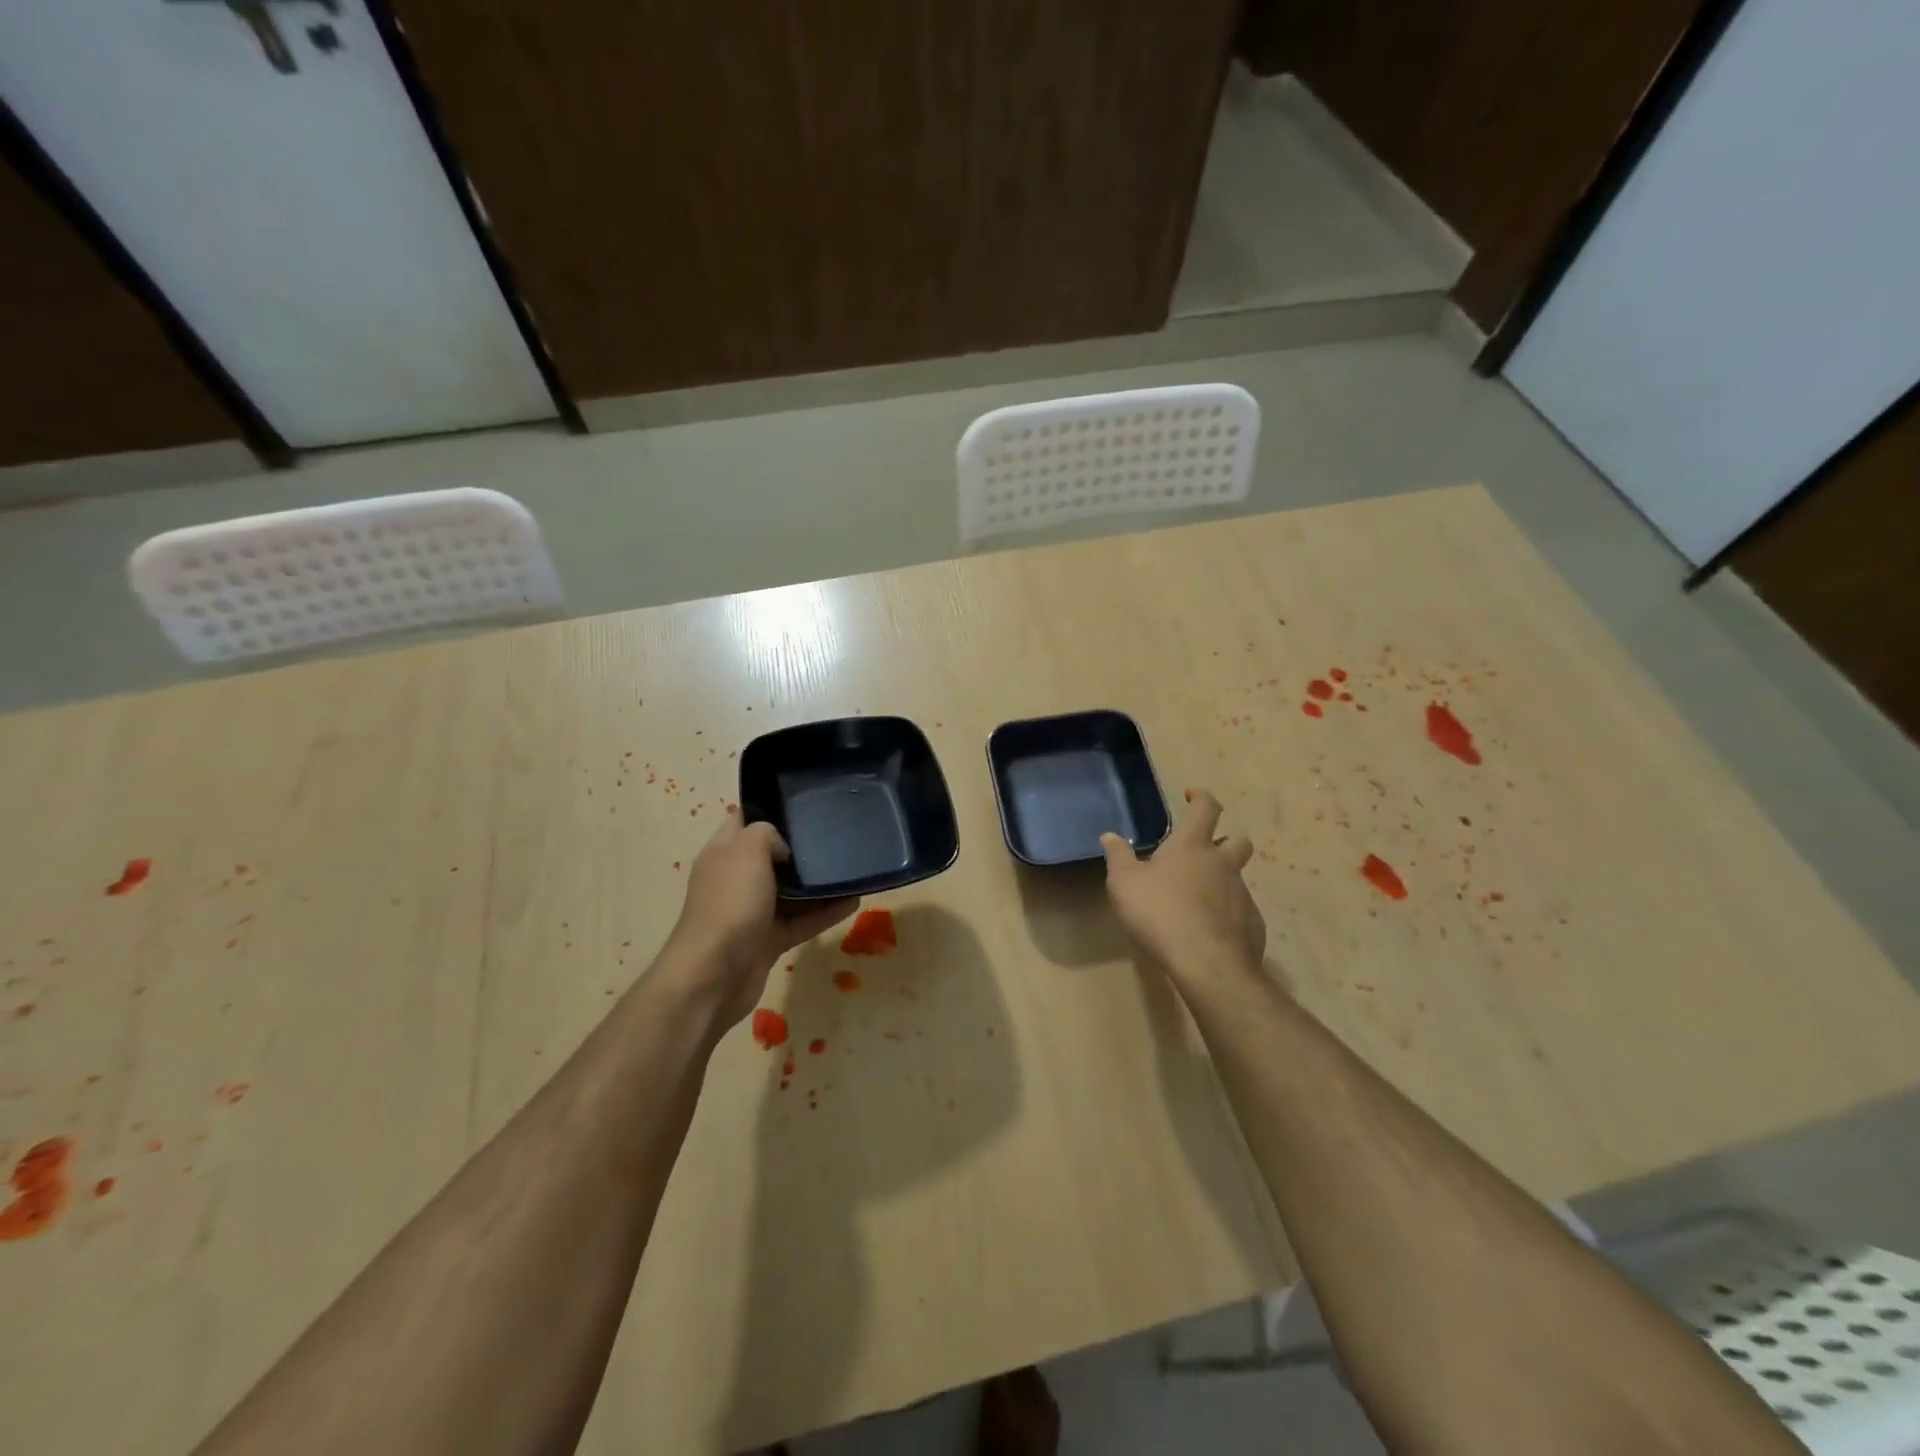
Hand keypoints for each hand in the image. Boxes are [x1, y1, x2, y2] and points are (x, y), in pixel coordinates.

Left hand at [663, 813, 858, 1028]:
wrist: (714, 975)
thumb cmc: (730, 903)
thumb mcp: (747, 850)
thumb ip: (767, 833)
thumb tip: (783, 849)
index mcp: (724, 853)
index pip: (745, 820)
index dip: (770, 809)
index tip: (804, 804)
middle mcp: (736, 879)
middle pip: (772, 856)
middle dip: (800, 848)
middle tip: (835, 835)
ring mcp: (752, 912)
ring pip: (791, 891)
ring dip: (818, 884)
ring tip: (852, 869)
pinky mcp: (769, 940)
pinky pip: (802, 921)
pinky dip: (826, 913)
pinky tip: (854, 902)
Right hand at [1101, 789, 1265, 985]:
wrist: (1207, 963)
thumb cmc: (1160, 913)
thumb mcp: (1124, 884)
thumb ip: (1118, 857)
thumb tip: (1109, 836)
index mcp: (1192, 846)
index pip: (1205, 808)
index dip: (1201, 797)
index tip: (1192, 796)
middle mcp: (1222, 864)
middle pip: (1238, 840)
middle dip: (1226, 839)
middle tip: (1205, 851)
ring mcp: (1242, 894)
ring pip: (1238, 877)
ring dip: (1222, 880)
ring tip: (1197, 899)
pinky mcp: (1252, 924)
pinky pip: (1241, 911)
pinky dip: (1227, 914)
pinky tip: (1208, 930)